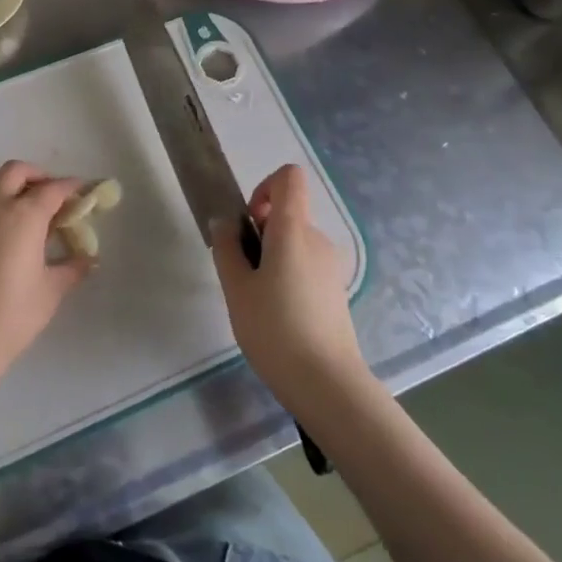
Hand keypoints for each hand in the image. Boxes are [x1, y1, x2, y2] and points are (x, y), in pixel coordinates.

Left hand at [0, 161, 91, 382]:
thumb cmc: (13, 314)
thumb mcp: (51, 290)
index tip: (83, 191)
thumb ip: (72, 268)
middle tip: (54, 196)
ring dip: (14, 186)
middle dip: (37, 175)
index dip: (71, 187)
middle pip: (16, 171)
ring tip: (31, 211)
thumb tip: (88, 259)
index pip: (52, 189)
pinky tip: (10, 231)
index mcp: (24, 215)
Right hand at [212, 164, 366, 412]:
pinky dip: (287, 276)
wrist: (327, 383)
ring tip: (258, 301)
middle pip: (287, 214)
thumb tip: (226, 221)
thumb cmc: (275, 330)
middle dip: (260, 233)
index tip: (248, 223)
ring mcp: (330, 265)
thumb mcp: (237, 289)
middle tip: (243, 275)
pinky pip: (305, 265)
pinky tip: (278, 316)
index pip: (289, 178)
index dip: (264, 187)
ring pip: (294, 243)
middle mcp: (317, 239)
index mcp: (293, 230)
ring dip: (272, 258)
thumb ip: (227, 248)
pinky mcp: (335, 289)